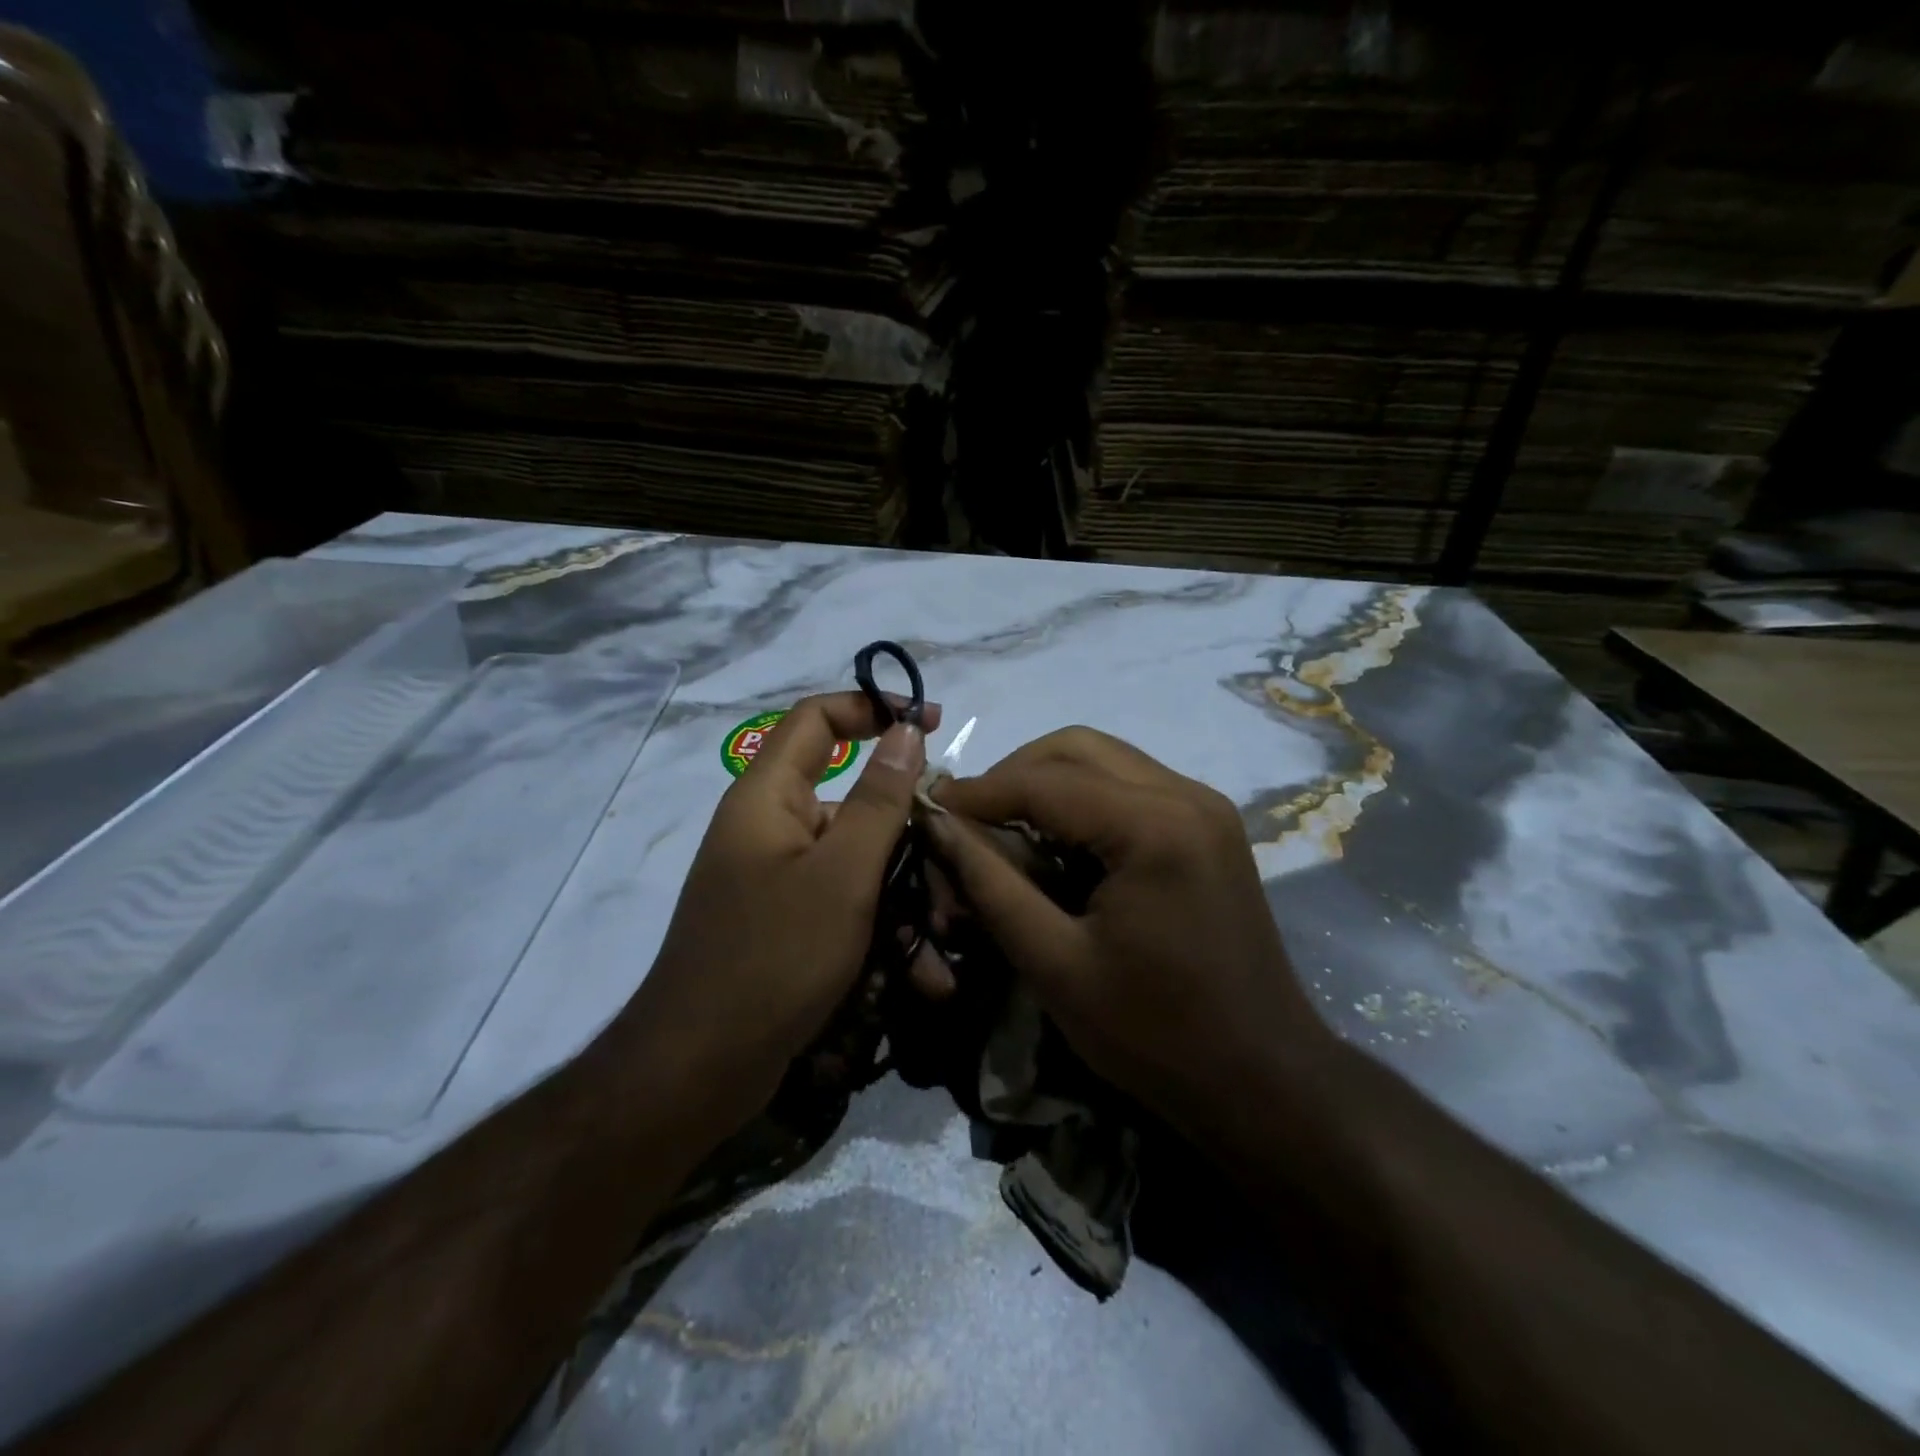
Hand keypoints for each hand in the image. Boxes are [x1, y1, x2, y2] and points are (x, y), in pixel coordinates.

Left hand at [626, 691, 938, 1135]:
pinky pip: (846, 905)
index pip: (818, 719)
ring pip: (859, 862)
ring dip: (906, 895)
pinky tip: (921, 974)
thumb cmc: (773, 958)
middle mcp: (771, 828)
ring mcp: (779, 879)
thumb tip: (903, 730)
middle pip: (854, 800)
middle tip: (957, 860)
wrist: (699, 1069)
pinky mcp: (789, 923)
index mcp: (768, 797)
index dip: (872, 707)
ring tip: (945, 940)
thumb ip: (879, 799)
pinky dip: (882, 929)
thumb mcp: (842, 875)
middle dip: (910, 833)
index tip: (929, 723)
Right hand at [924, 727, 1330, 1133]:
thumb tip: (938, 825)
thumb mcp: (1054, 963)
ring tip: (1005, 827)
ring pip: (1105, 758)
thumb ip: (990, 884)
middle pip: (1077, 747)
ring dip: (1047, 780)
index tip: (928, 808)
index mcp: (1154, 827)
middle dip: (1013, 774)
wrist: (1261, 1077)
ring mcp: (1205, 805)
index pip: (1044, 781)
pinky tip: (1058, 840)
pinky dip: (1083, 797)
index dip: (978, 791)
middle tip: (969, 819)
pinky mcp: (1209, 824)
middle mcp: (1186, 795)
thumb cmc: (1153, 1034)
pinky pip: (1130, 783)